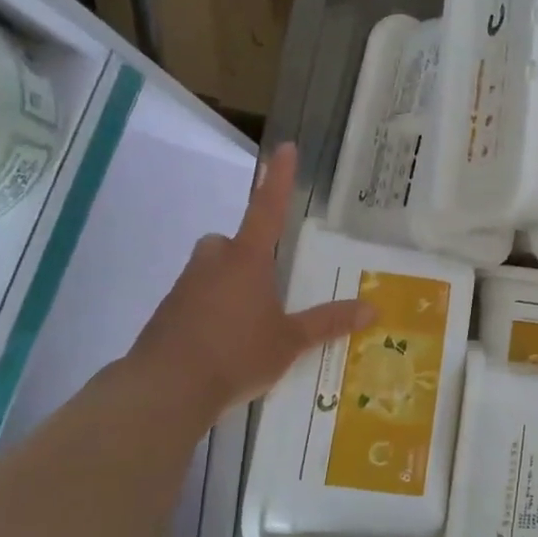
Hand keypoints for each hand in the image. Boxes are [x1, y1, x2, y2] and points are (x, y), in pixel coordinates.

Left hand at [128, 143, 372, 412]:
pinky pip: (195, 300)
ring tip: (248, 324)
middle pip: (228, 243)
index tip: (285, 147)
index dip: (279, 178)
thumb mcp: (290, 341)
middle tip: (265, 283)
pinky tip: (223, 344)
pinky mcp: (167, 314)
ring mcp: (185, 287)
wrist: (165, 389)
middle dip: (245, 254)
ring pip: (210, 271)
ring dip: (227, 284)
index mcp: (247, 260)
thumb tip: (372, 308)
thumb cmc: (236, 354)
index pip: (267, 208)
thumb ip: (328, 322)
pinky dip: (209, 312)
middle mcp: (213, 264)